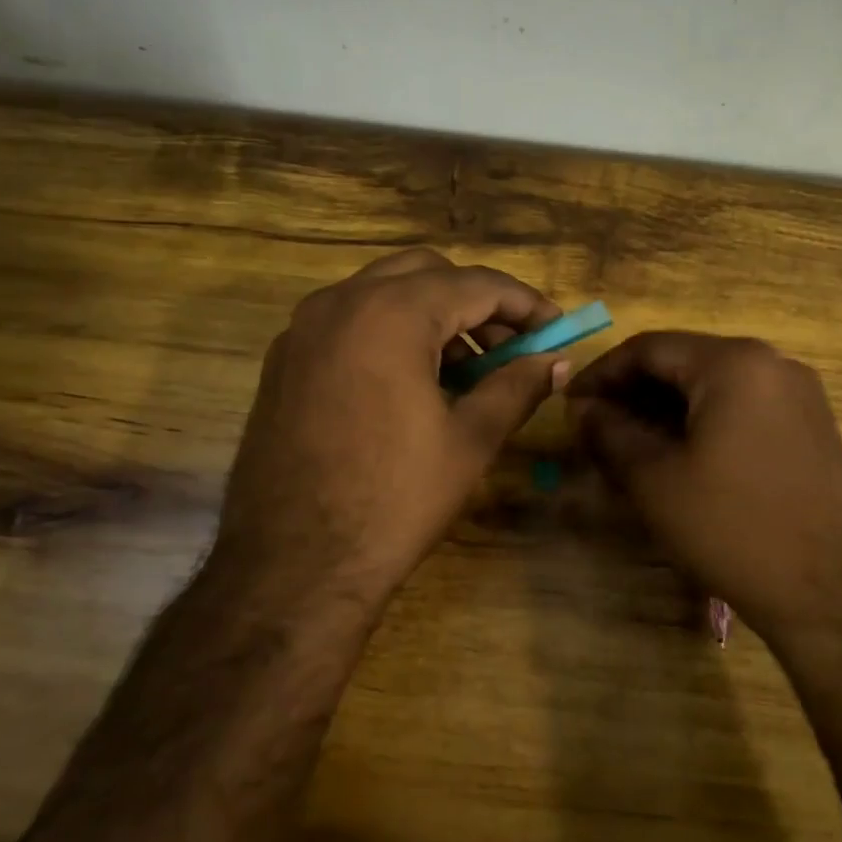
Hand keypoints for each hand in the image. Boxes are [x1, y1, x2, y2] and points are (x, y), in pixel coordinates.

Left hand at [218, 249, 569, 609]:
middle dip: (476, 302)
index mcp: (391, 313)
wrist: (292, 568)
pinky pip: (349, 321)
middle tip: (510, 347)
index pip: (476, 284)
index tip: (554, 330)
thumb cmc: (394, 501)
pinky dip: (390, 332)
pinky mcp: (284, 360)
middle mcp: (340, 302)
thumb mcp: (470, 440)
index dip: (525, 304)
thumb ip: (518, 387)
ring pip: (383, 292)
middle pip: (426, 273)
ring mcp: (303, 329)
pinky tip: (411, 383)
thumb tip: (557, 361)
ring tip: (467, 371)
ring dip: (432, 315)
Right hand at [565, 332, 841, 638]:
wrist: (833, 595)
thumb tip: (581, 409)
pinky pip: (742, 407)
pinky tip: (679, 455)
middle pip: (684, 362)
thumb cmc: (733, 528)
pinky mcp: (811, 426)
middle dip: (634, 392)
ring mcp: (799, 394)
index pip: (649, 348)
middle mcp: (773, 363)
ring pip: (713, 386)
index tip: (570, 404)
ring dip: (666, 408)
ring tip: (630, 444)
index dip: (601, 373)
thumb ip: (608, 432)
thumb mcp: (655, 480)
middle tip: (596, 427)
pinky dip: (702, 421)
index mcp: (734, 363)